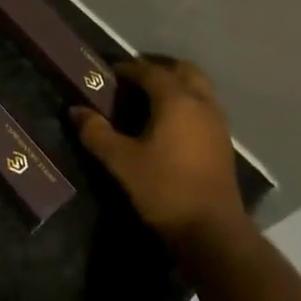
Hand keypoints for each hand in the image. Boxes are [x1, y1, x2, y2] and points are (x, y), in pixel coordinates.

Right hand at [72, 57, 244, 243]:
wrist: (212, 231)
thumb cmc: (164, 189)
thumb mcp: (121, 161)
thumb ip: (97, 132)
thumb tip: (76, 111)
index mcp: (176, 101)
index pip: (150, 71)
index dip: (128, 69)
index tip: (109, 74)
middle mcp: (201, 104)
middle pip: (184, 71)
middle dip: (159, 70)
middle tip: (134, 82)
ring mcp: (218, 123)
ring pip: (198, 89)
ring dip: (176, 87)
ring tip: (149, 102)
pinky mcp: (223, 143)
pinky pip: (204, 108)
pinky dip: (187, 105)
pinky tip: (169, 126)